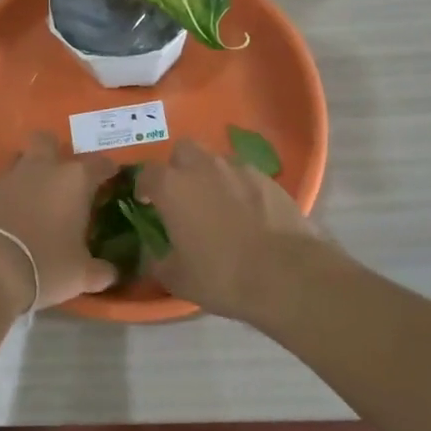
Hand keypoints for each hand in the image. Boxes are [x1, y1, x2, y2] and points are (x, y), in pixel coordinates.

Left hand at [0, 133, 121, 309]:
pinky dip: (10, 194)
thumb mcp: (81, 275)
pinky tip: (13, 215)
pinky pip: (2, 184)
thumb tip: (109, 273)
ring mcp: (9, 177)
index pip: (99, 163)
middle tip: (64, 178)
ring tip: (37, 196)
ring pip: (22, 159)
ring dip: (30, 171)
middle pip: (48, 141)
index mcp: (74, 179)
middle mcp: (42, 168)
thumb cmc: (45, 265)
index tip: (112, 179)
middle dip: (56, 152)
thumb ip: (100, 271)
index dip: (108, 170)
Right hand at [138, 139, 330, 320]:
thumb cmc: (222, 275)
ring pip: (216, 160)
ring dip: (210, 176)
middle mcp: (202, 167)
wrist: (286, 274)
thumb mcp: (178, 279)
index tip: (147, 203)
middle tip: (182, 196)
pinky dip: (240, 187)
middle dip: (178, 168)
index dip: (144, 187)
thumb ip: (158, 262)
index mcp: (172, 187)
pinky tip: (247, 213)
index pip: (147, 173)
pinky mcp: (268, 178)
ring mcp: (238, 169)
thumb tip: (153, 255)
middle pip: (183, 151)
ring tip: (218, 205)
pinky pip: (244, 175)